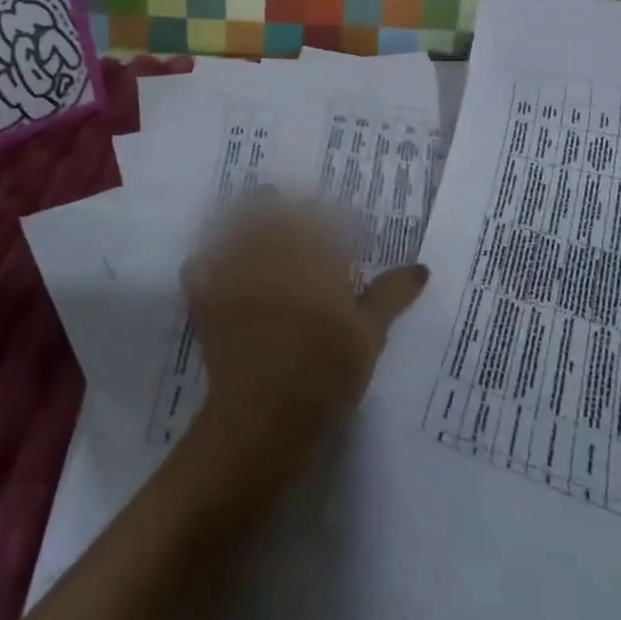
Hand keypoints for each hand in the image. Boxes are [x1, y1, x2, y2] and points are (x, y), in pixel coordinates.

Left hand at [186, 195, 428, 481]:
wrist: (267, 414)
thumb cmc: (327, 371)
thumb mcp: (369, 334)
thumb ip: (391, 295)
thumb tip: (421, 267)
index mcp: (312, 254)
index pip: (318, 216)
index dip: (322, 215)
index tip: (329, 224)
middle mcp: (271, 251)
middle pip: (269, 209)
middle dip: (276, 204)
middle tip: (286, 211)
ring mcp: (235, 272)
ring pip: (233, 227)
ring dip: (242, 220)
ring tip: (252, 226)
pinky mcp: (208, 298)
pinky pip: (199, 266)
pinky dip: (205, 262)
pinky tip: (213, 264)